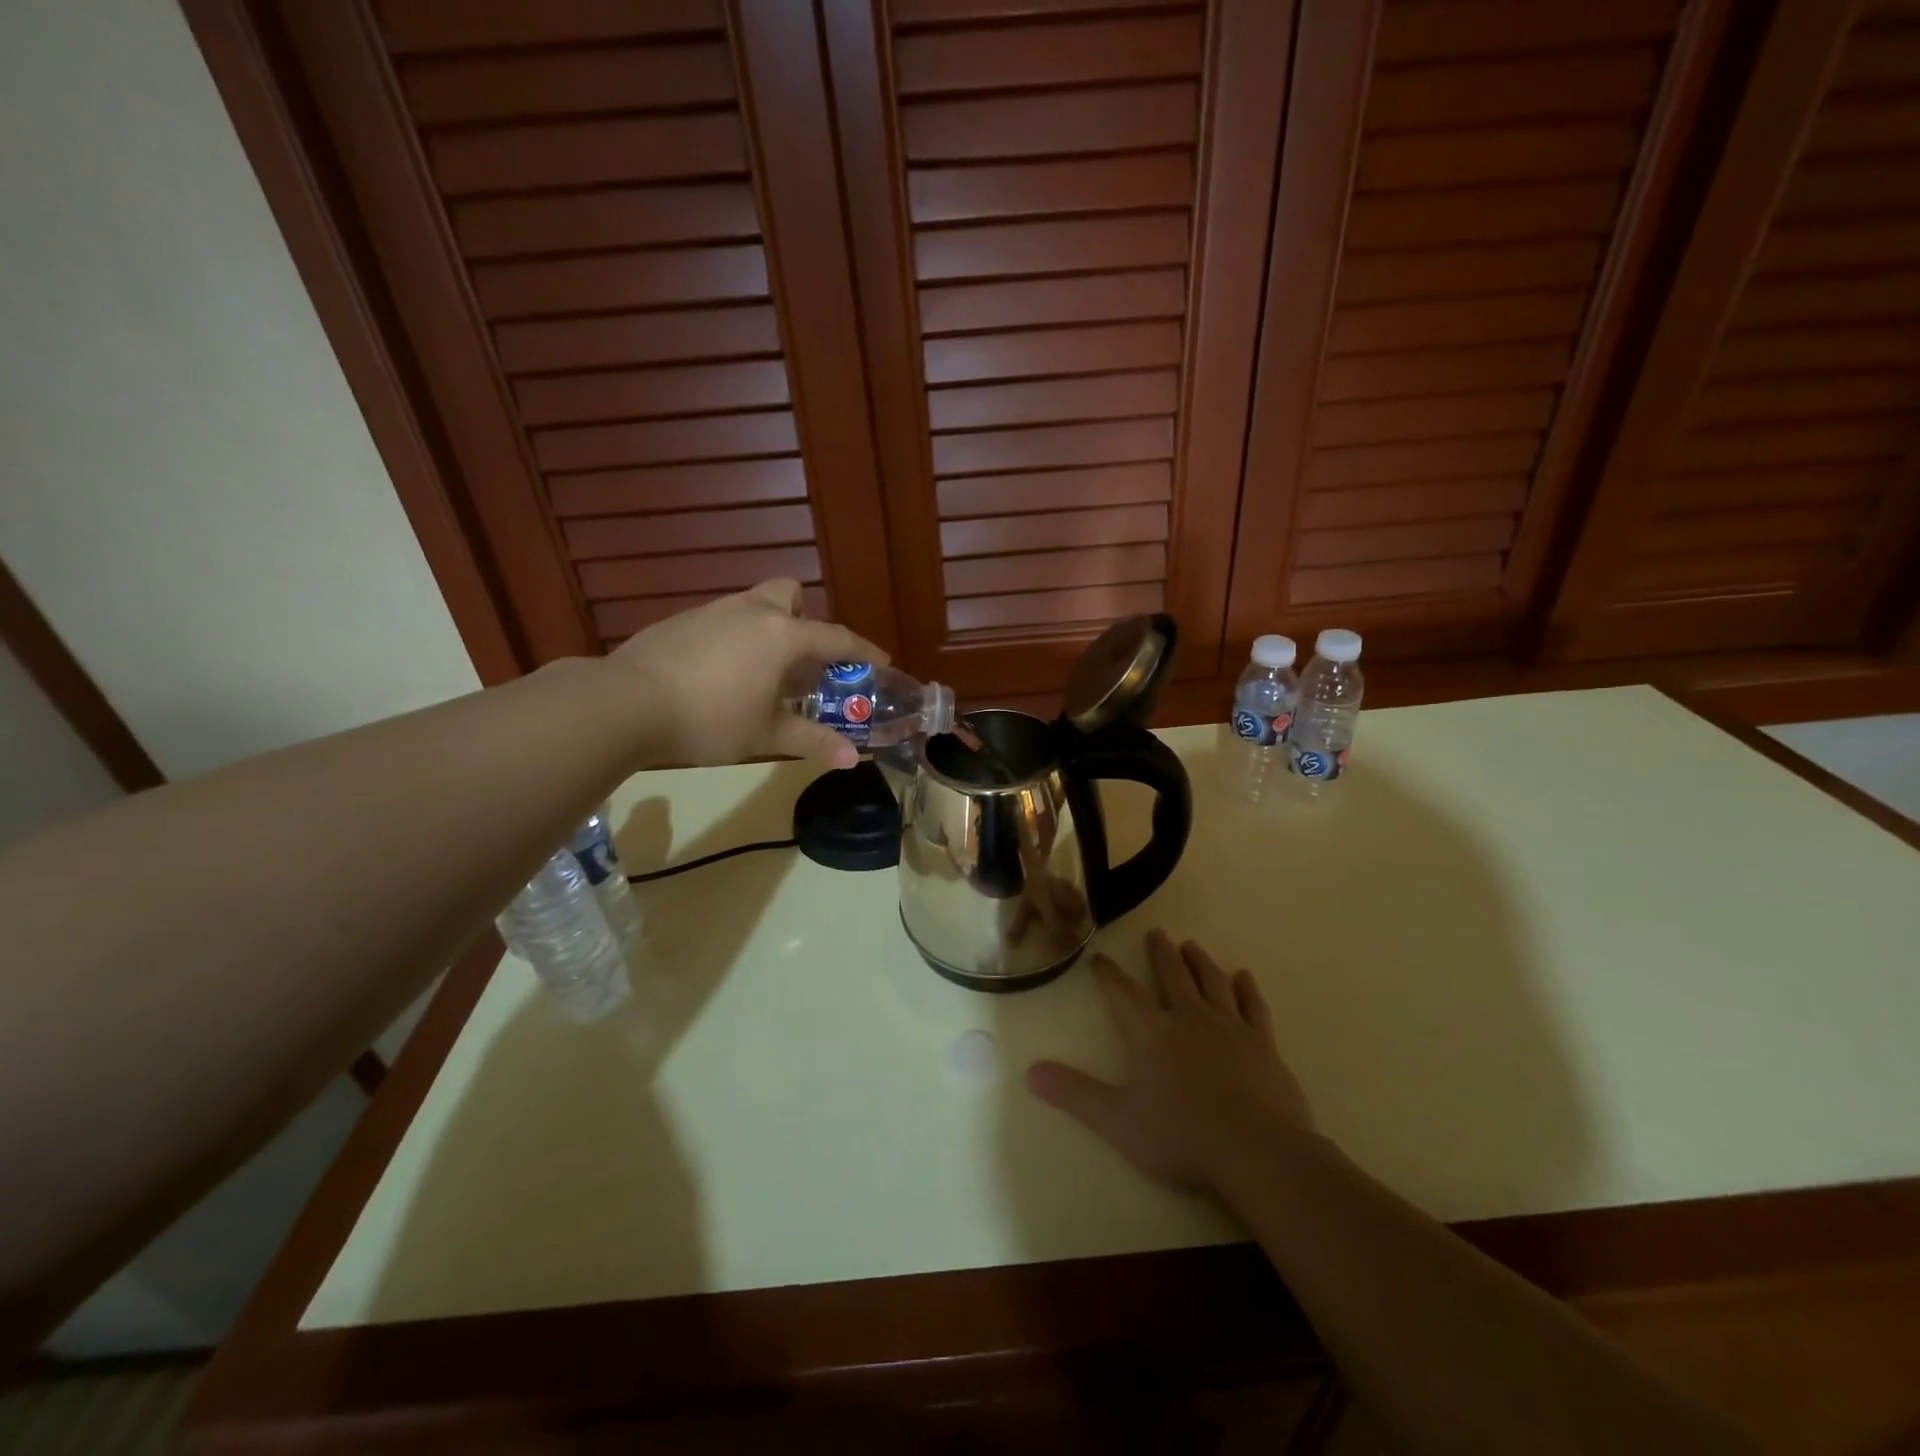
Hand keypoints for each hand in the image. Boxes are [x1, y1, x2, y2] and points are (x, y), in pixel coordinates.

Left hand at [611, 579, 886, 769]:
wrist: (625, 704)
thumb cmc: (709, 719)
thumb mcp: (766, 735)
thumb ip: (811, 741)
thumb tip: (851, 759)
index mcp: (782, 635)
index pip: (836, 637)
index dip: (862, 651)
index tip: (880, 662)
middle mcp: (751, 611)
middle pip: (790, 594)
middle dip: (804, 619)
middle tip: (803, 658)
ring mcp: (712, 611)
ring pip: (753, 606)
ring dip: (768, 630)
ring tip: (761, 674)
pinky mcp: (680, 621)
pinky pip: (722, 621)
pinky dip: (734, 639)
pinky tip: (718, 675)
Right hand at [1027, 930, 1315, 1190]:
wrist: (1258, 1152)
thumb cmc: (1182, 1137)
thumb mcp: (1119, 1121)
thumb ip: (1076, 1093)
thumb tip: (1030, 1071)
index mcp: (1151, 1033)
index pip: (1123, 993)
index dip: (1108, 974)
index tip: (1099, 958)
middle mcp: (1189, 1018)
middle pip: (1171, 975)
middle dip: (1161, 953)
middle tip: (1156, 933)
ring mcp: (1230, 1027)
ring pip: (1211, 982)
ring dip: (1199, 961)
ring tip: (1191, 946)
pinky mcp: (1262, 1044)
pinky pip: (1252, 1006)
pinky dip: (1246, 988)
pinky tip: (1242, 977)